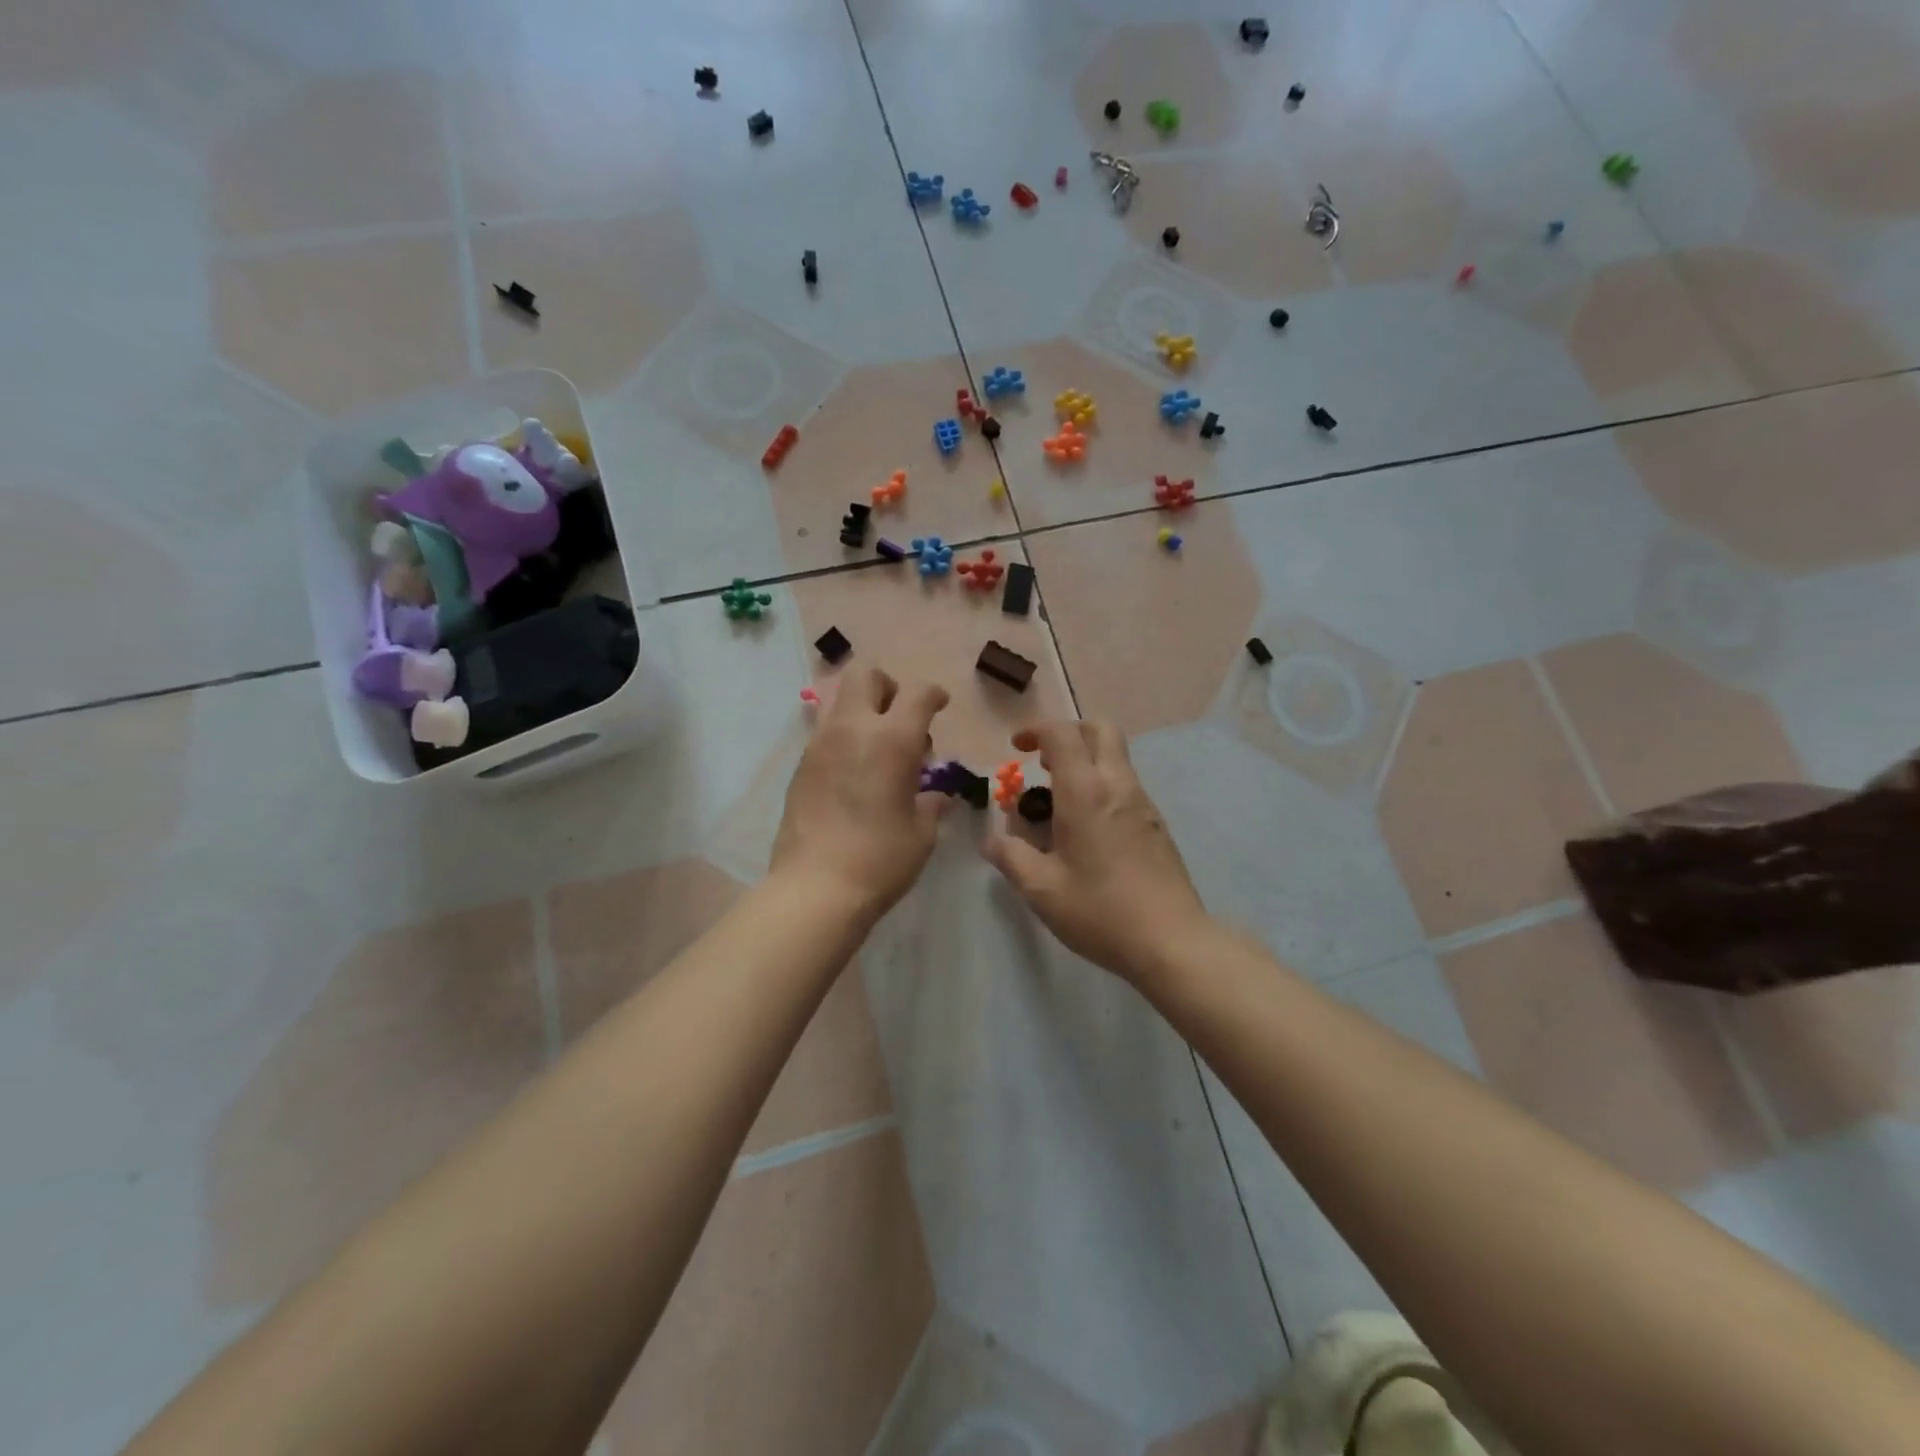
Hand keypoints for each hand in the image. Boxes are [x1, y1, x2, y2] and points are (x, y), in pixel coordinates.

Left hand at [770, 666, 949, 921]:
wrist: (816, 888)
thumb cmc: (881, 859)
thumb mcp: (921, 832)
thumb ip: (931, 803)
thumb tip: (937, 794)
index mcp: (892, 740)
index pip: (918, 694)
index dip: (934, 694)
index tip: (940, 704)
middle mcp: (853, 729)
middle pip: (866, 675)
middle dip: (888, 687)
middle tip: (901, 720)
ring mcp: (820, 744)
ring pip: (838, 698)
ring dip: (861, 709)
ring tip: (876, 746)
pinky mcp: (801, 765)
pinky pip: (824, 731)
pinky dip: (843, 737)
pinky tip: (853, 772)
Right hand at [981, 720, 1210, 984]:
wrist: (1171, 941)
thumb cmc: (1100, 911)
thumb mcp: (1041, 889)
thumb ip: (1010, 857)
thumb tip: (992, 840)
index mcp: (1085, 792)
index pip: (1062, 734)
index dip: (1036, 730)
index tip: (1017, 747)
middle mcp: (1118, 785)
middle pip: (1100, 729)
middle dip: (1069, 733)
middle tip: (1044, 763)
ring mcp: (1143, 803)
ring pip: (1116, 757)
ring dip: (1086, 761)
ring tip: (1059, 803)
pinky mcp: (1157, 824)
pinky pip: (1126, 785)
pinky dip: (1102, 786)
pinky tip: (1088, 830)